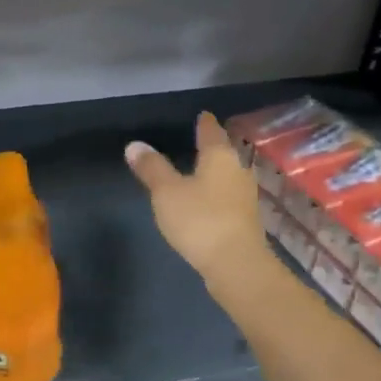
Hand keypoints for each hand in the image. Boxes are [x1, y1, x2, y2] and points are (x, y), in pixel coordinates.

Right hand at [125, 112, 265, 279]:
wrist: (236, 265)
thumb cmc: (200, 220)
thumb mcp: (167, 192)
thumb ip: (152, 168)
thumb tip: (135, 145)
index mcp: (220, 157)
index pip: (211, 132)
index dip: (205, 123)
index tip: (203, 115)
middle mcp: (238, 171)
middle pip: (225, 152)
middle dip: (214, 147)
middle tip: (201, 140)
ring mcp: (245, 197)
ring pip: (229, 175)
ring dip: (217, 171)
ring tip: (202, 169)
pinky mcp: (245, 220)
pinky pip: (229, 197)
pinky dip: (218, 193)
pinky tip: (208, 200)